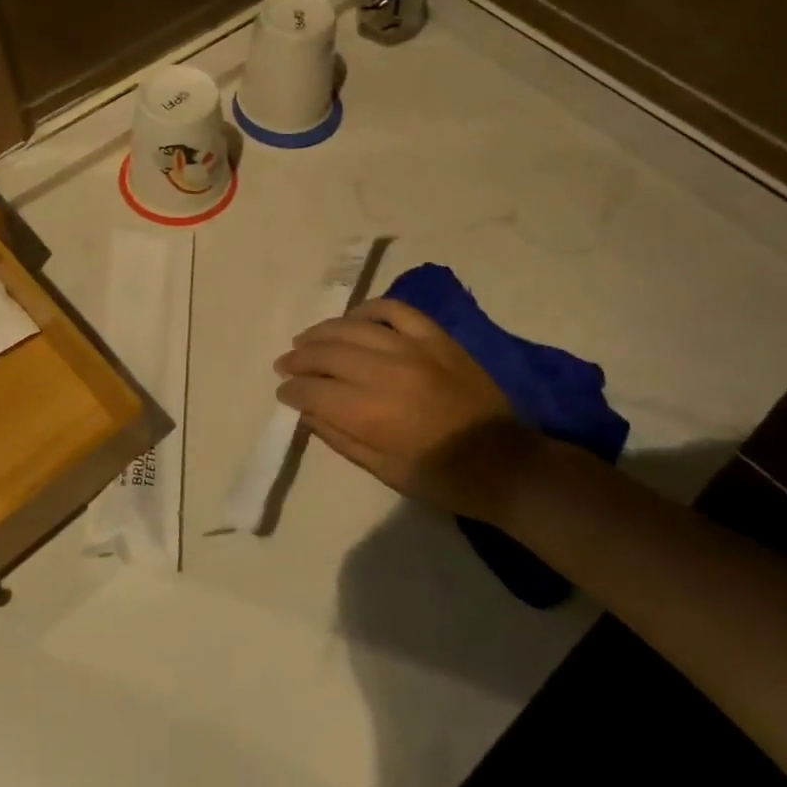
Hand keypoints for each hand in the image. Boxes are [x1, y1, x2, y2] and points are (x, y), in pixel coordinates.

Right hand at [275, 298, 542, 521]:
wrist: (504, 463)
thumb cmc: (440, 477)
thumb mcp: (382, 470)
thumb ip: (339, 437)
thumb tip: (306, 411)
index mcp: (371, 413)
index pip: (314, 390)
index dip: (292, 389)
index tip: (283, 391)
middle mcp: (386, 373)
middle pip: (328, 353)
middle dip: (299, 358)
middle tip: (285, 364)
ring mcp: (413, 348)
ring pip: (354, 327)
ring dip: (323, 332)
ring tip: (307, 340)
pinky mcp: (436, 338)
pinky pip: (395, 310)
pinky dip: (368, 310)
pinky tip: (353, 320)